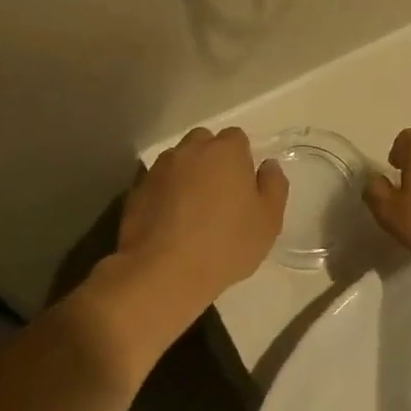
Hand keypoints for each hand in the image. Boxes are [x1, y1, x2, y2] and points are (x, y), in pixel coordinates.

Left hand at [116, 127, 286, 303]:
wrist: (163, 272)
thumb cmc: (225, 245)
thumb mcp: (268, 221)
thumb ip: (273, 186)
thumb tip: (268, 166)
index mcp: (225, 151)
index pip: (236, 138)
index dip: (241, 159)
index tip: (243, 186)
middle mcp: (190, 150)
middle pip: (204, 143)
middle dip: (211, 160)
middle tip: (219, 195)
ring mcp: (159, 169)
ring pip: (178, 161)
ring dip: (186, 175)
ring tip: (191, 210)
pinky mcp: (136, 190)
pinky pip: (157, 183)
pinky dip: (164, 194)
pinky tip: (169, 222)